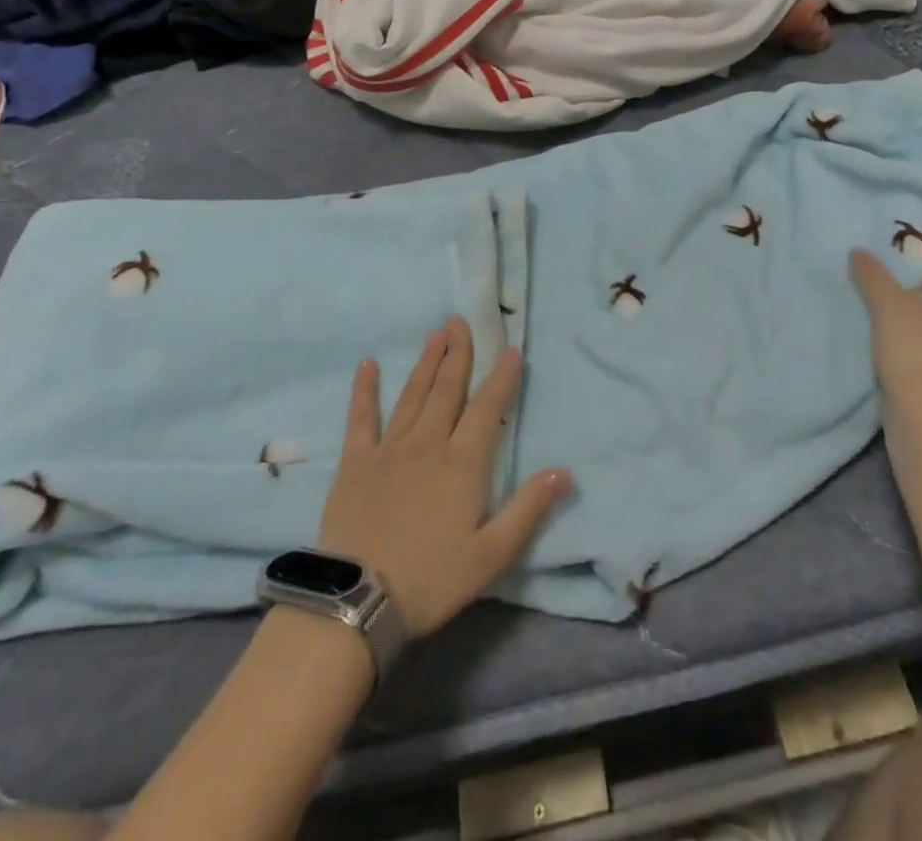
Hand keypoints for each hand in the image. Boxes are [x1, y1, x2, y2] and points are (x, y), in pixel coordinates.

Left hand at [318, 319, 572, 638]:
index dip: (501, 377)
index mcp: (464, 462)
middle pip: (448, 389)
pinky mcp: (356, 462)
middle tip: (461, 321)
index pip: (488, 407)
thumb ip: (528, 509)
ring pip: (413, 395)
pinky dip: (365, 390)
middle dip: (458, 353)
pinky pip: (362, 418)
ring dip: (426, 363)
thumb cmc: (431, 580)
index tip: (510, 349)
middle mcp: (429, 443)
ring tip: (435, 334)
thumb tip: (565, 472)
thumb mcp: (491, 554)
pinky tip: (368, 365)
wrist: (358, 601)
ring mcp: (390, 449)